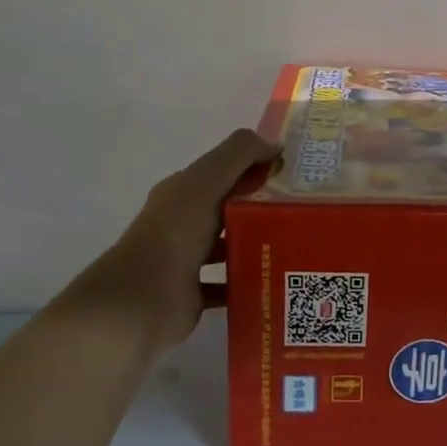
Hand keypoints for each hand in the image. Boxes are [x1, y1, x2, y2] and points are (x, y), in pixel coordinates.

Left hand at [61, 129, 279, 354]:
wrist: (142, 299)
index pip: (224, 173)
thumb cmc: (175, 234)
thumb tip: (274, 145)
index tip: (294, 176)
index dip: (256, 169)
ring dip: (258, 246)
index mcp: (183, 194)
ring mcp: (187, 261)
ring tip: (298, 246)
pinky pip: (229, 286)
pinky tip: (277, 280)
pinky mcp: (194, 294)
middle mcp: (183, 224)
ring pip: (231, 247)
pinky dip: (249, 282)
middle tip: (304, 213)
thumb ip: (238, 155)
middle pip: (229, 210)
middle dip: (263, 209)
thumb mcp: (206, 181)